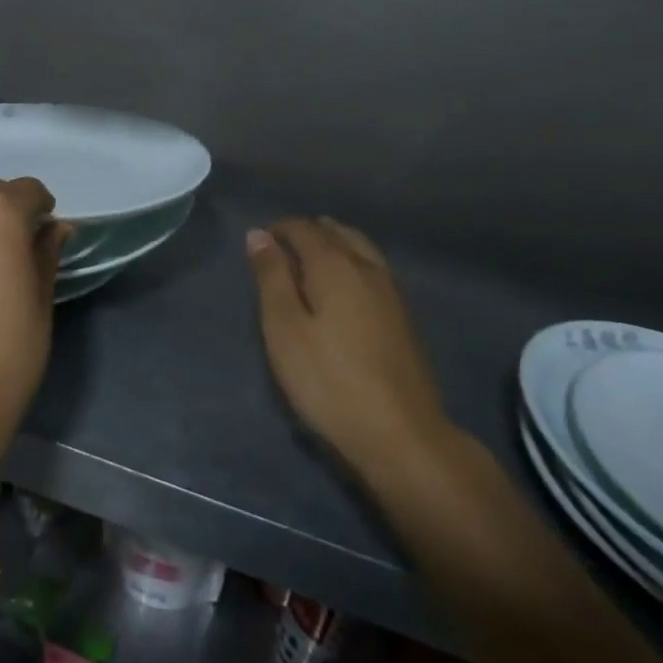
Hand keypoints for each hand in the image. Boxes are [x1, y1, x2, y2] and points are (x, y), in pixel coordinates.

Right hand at [247, 217, 461, 484]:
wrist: (401, 433)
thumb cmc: (329, 380)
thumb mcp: (284, 329)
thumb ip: (271, 278)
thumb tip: (259, 235)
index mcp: (334, 264)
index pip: (303, 229)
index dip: (279, 229)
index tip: (259, 242)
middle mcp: (366, 266)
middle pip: (336, 232)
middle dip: (307, 233)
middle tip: (282, 250)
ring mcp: (391, 290)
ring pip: (359, 247)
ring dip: (333, 244)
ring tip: (310, 262)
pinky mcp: (403, 315)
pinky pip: (373, 267)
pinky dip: (352, 262)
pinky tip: (344, 287)